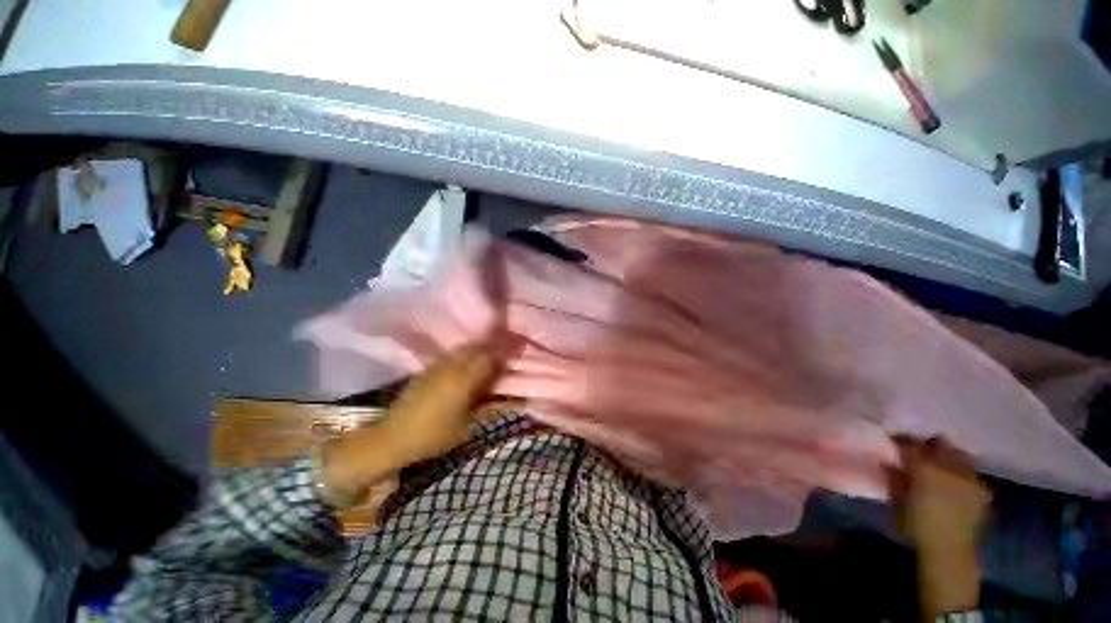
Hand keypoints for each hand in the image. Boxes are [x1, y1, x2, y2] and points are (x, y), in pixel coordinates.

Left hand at [379, 342, 500, 464]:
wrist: (393, 437)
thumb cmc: (434, 436)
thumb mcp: (467, 426)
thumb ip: (488, 407)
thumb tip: (509, 397)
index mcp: (463, 380)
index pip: (489, 357)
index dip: (503, 354)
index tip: (513, 357)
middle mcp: (452, 367)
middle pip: (477, 349)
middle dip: (492, 350)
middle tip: (502, 359)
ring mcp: (438, 366)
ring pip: (464, 349)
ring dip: (478, 350)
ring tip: (487, 360)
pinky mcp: (428, 369)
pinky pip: (451, 355)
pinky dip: (464, 355)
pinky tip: (466, 365)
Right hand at [890, 437, 990, 618]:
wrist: (949, 550)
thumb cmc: (917, 525)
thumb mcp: (898, 501)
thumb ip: (895, 478)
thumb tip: (891, 464)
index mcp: (924, 467)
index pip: (910, 443)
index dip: (902, 440)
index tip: (894, 441)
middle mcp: (950, 466)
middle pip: (940, 443)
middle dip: (930, 446)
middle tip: (920, 453)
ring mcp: (970, 477)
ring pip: (959, 456)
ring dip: (948, 458)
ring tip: (940, 468)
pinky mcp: (984, 490)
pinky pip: (971, 474)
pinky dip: (962, 475)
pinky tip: (955, 484)